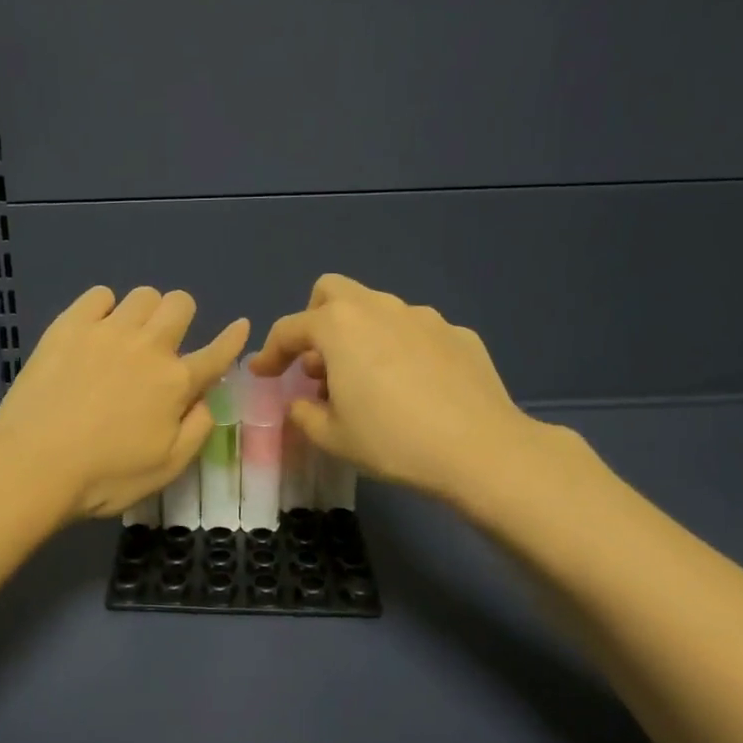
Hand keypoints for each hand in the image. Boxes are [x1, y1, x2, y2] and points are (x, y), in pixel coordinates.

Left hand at [0, 286, 249, 521]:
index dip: (233, 339)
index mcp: (177, 383)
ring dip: (145, 311)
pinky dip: (104, 306)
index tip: (240, 327)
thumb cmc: (105, 477)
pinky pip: (99, 294)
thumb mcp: (166, 467)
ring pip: (143, 294)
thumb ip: (197, 429)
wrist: (34, 463)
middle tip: (165, 342)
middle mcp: (149, 347)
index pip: (217, 353)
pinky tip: (94, 329)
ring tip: (128, 335)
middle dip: (182, 316)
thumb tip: (210, 399)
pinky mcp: (70, 326)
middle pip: (180, 304)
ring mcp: (108, 331)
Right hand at [250, 274, 571, 510]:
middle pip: (333, 292)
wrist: (480, 449)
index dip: (270, 352)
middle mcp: (379, 308)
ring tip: (366, 380)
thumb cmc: (392, 441)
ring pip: (377, 310)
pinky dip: (401, 350)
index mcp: (339, 327)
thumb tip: (302, 402)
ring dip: (360, 335)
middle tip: (317, 362)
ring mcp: (423, 317)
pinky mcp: (458, 334)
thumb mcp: (332, 437)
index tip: (262, 374)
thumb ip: (304, 414)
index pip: (290, 328)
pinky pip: (415, 333)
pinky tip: (413, 387)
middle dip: (315, 320)